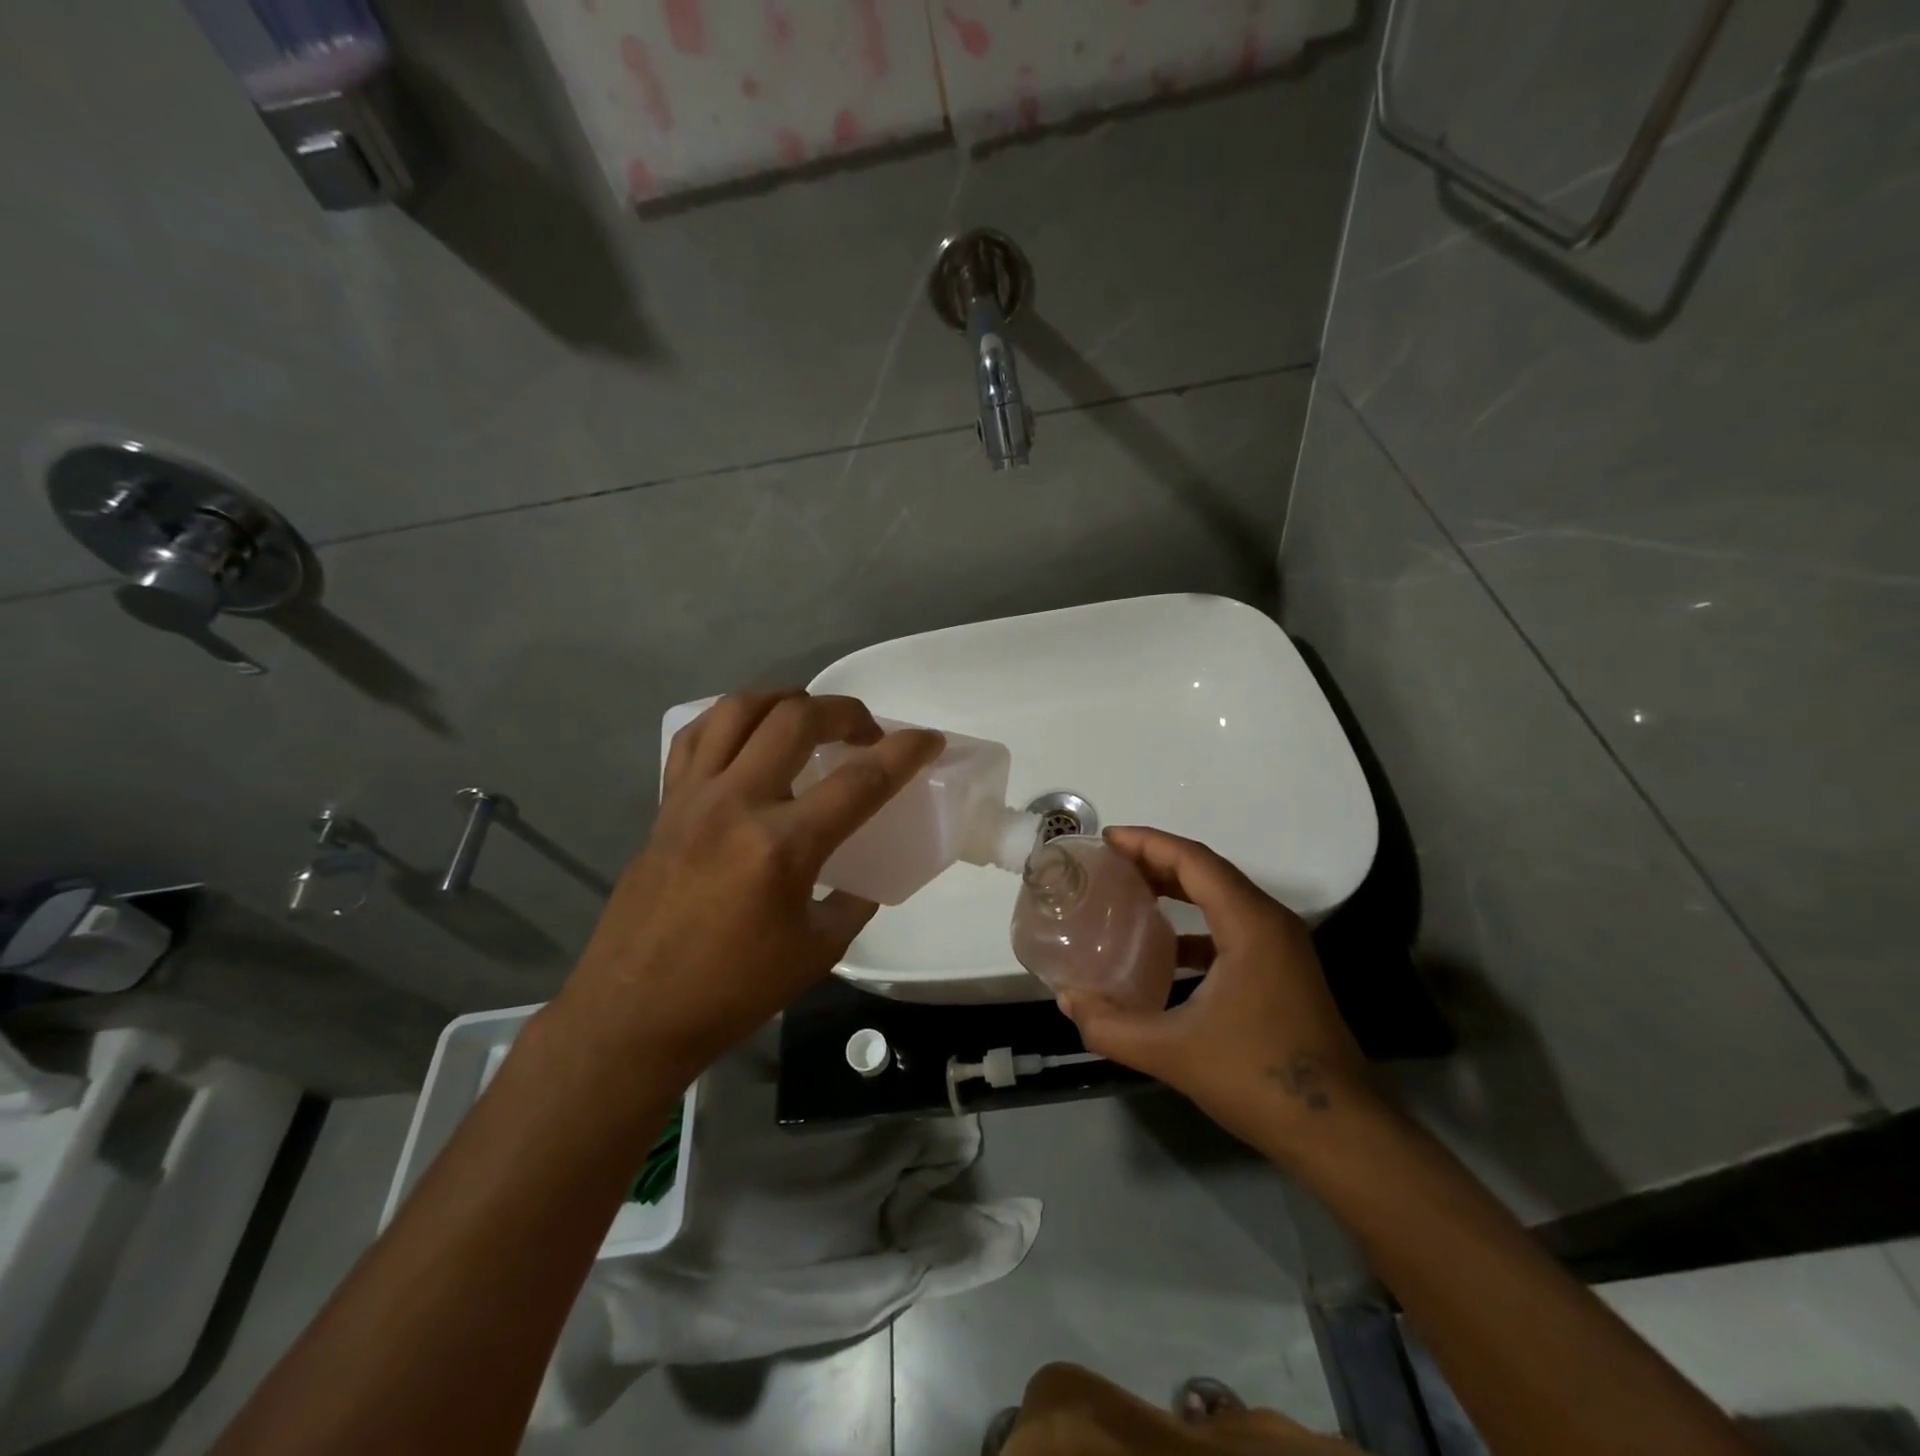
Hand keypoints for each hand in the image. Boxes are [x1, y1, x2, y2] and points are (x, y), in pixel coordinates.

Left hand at [554, 690, 942, 1088]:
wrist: (635, 1012)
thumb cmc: (734, 990)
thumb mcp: (818, 950)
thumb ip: (852, 899)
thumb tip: (864, 871)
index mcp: (783, 847)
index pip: (861, 781)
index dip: (905, 752)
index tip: (929, 739)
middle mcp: (737, 804)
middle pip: (797, 719)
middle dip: (845, 711)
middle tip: (867, 732)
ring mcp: (693, 798)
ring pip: (739, 710)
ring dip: (785, 700)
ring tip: (809, 717)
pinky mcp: (666, 805)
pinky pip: (695, 737)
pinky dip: (730, 720)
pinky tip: (749, 735)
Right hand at [1057, 826, 1380, 1152]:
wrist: (1340, 1133)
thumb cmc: (1258, 1078)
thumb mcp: (1172, 1052)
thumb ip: (1110, 1026)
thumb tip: (1067, 1000)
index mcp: (1250, 924)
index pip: (1194, 860)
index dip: (1148, 842)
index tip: (1107, 838)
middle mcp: (1271, 923)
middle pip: (1208, 871)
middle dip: (1157, 859)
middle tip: (1110, 861)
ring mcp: (1282, 948)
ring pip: (1222, 898)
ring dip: (1177, 888)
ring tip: (1130, 891)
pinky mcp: (1283, 972)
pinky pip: (1231, 927)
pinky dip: (1194, 923)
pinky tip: (1164, 947)